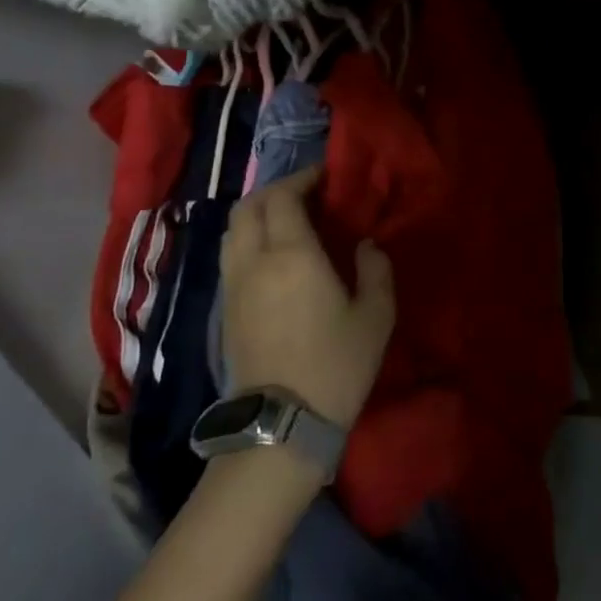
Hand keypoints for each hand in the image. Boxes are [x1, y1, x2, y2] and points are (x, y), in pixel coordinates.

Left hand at [220, 167, 395, 427]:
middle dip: (275, 190)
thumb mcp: (376, 316)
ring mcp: (233, 285)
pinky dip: (248, 239)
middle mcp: (254, 260)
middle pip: (249, 206)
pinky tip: (272, 254)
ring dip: (257, 214)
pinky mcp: (225, 308)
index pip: (284, 197)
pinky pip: (230, 255)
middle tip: (305, 194)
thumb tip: (366, 245)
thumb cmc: (336, 365)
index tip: (324, 177)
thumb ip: (375, 270)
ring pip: (232, 230)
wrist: (282, 423)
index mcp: (292, 254)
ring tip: (287, 220)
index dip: (302, 179)